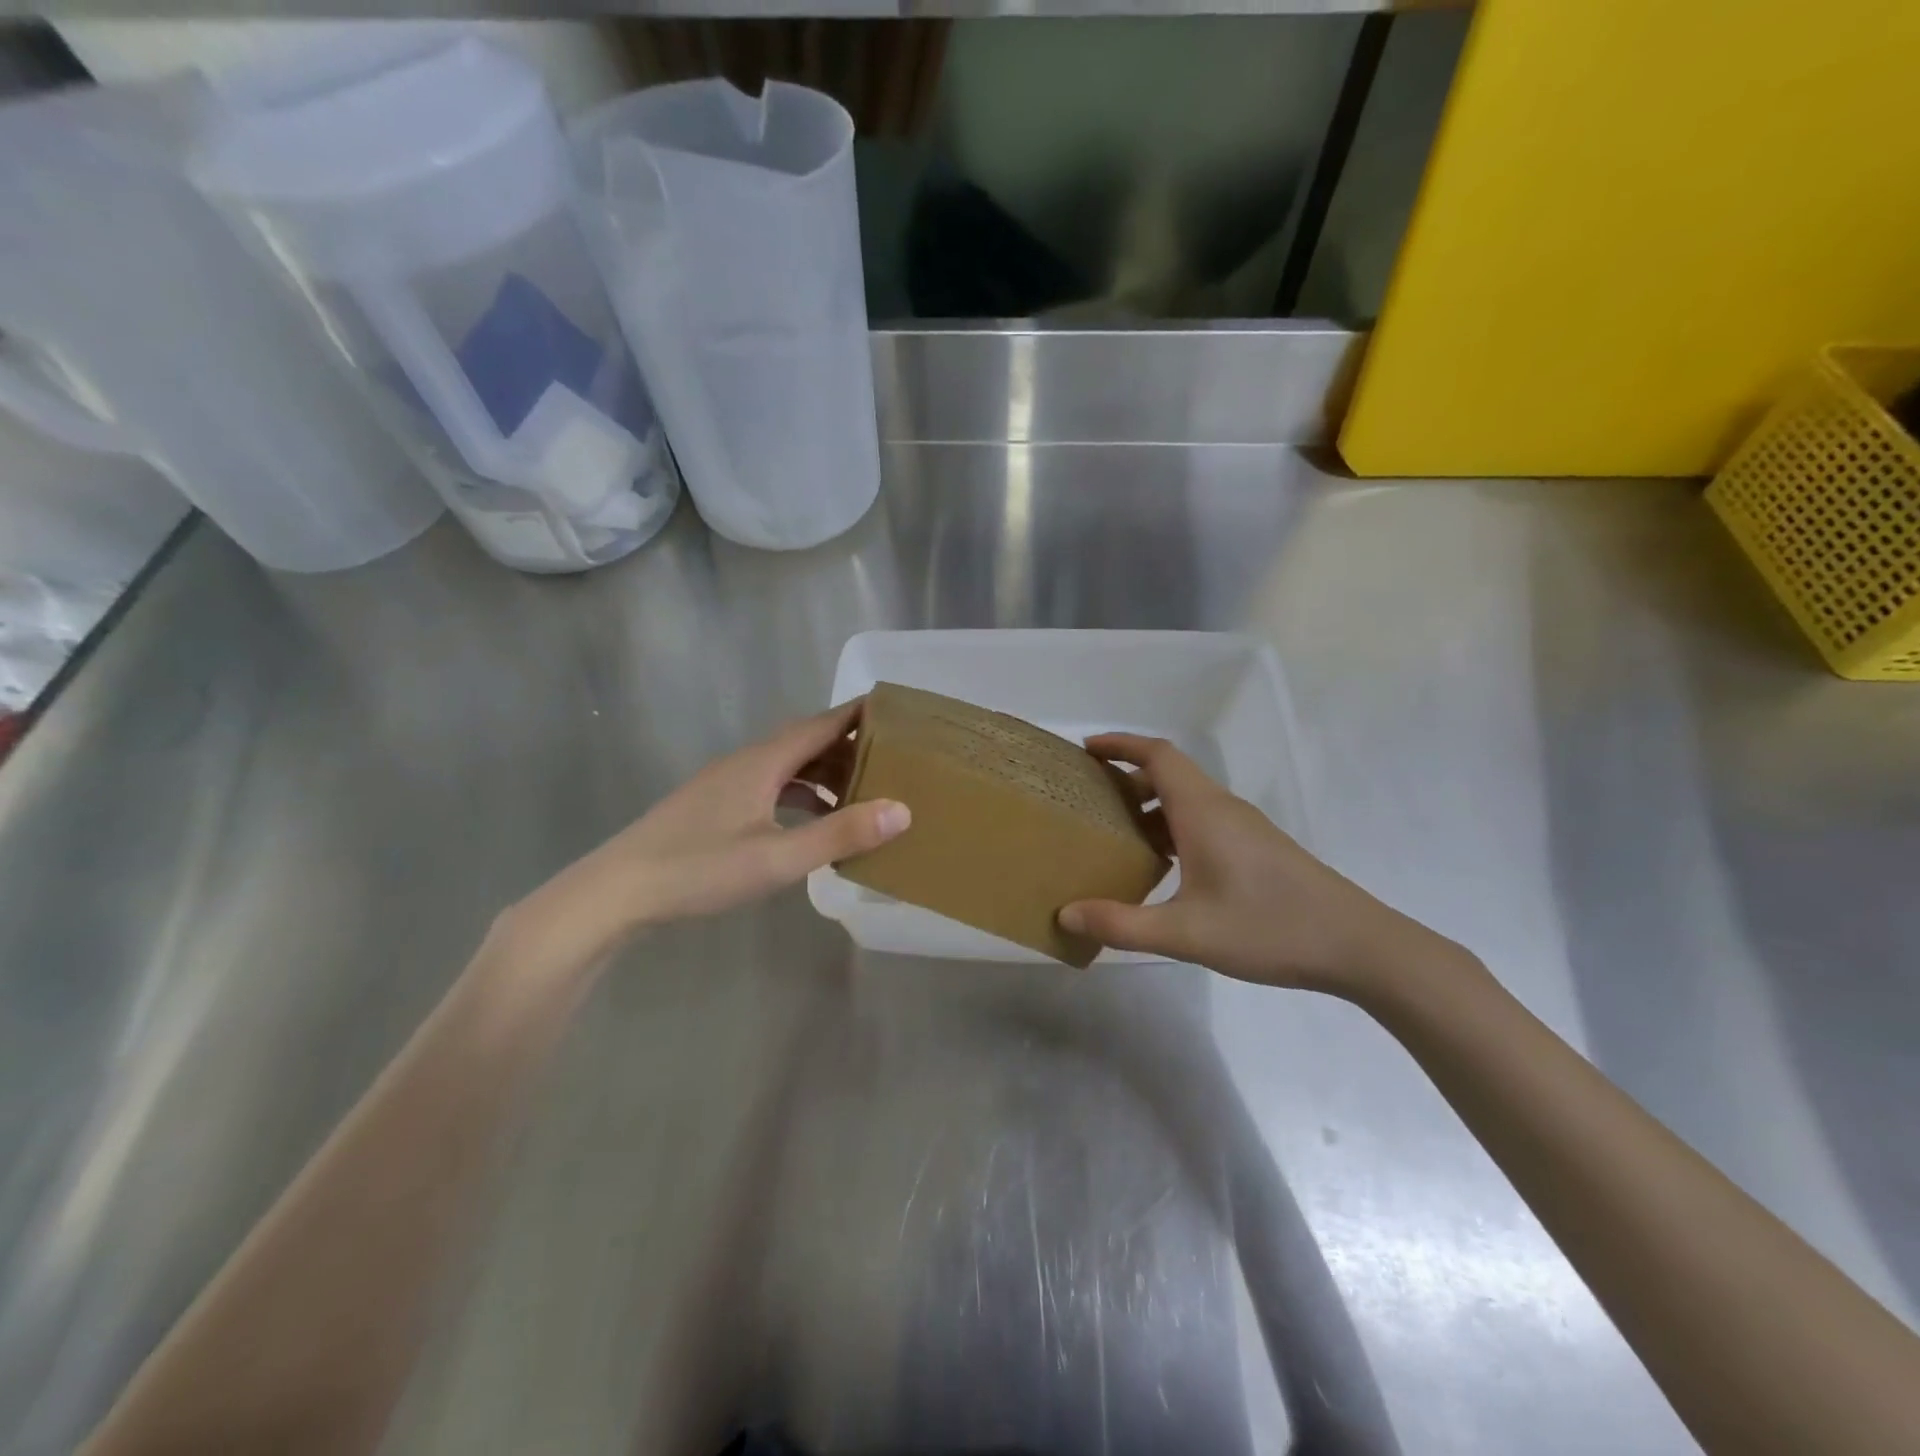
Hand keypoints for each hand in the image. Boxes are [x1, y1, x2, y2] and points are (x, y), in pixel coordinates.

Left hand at [499, 701, 907, 978]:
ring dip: (826, 773)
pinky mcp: (717, 806)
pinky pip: (773, 786)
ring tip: (864, 792)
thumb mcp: (778, 858)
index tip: (898, 708)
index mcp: (763, 762)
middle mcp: (747, 762)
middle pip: (807, 741)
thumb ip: (839, 834)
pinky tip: (815, 822)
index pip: (822, 723)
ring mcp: (728, 783)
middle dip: (851, 745)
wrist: (618, 891)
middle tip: (894, 758)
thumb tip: (902, 810)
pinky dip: (802, 795)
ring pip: (789, 765)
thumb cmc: (699, 869)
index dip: (859, 713)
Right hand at [1059, 734, 1459, 997]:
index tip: (1086, 750)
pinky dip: (1172, 827)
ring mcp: (1244, 828)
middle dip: (1127, 777)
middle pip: (1169, 773)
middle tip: (1090, 799)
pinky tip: (1163, 867)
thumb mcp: (1186, 933)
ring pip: (1187, 799)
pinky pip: (1203, 821)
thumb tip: (1067, 913)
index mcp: (1203, 811)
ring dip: (1150, 805)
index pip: (1157, 754)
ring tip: (1117, 834)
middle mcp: (1222, 808)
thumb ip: (1122, 924)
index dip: (1120, 744)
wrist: (1358, 945)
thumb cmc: (1268, 928)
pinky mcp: (1258, 848)